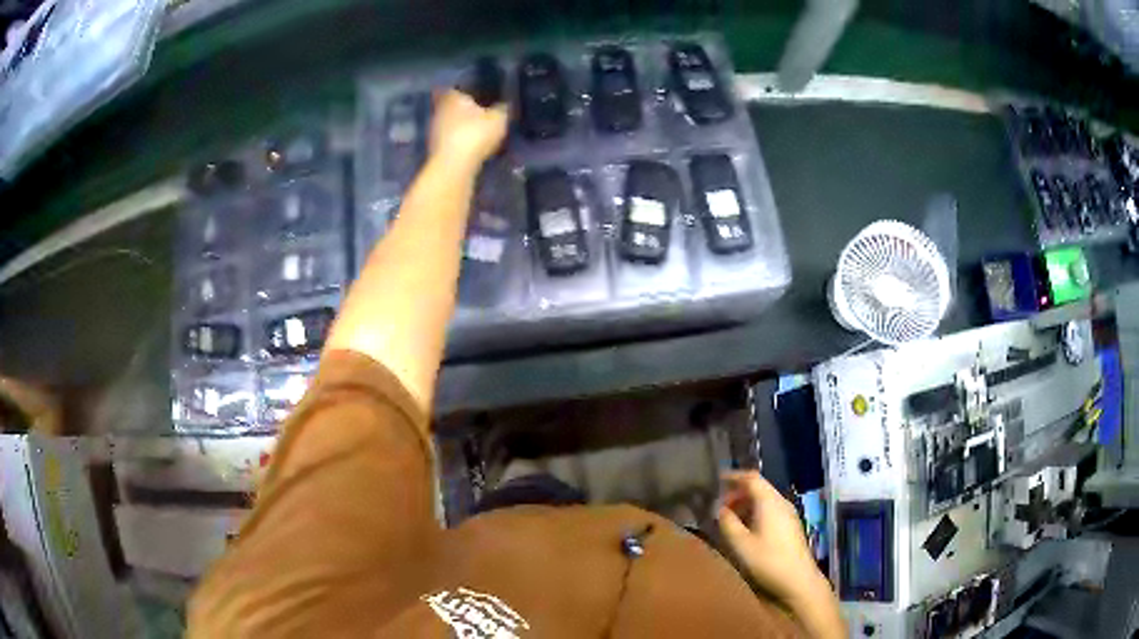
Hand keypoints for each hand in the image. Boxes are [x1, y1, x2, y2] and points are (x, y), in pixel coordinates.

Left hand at [429, 90, 507, 172]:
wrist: (453, 167)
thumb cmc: (475, 134)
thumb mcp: (499, 118)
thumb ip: (503, 108)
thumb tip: (505, 104)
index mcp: (452, 96)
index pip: (459, 87)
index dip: (470, 89)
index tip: (481, 93)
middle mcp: (439, 109)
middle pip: (454, 105)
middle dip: (466, 109)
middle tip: (483, 113)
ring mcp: (434, 130)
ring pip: (451, 123)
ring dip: (462, 127)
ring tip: (480, 131)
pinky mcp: (435, 149)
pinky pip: (451, 140)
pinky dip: (460, 142)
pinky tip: (472, 147)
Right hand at [718, 472, 826, 605]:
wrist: (798, 580)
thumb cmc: (768, 560)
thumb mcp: (740, 544)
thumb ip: (728, 523)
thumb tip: (720, 509)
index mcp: (769, 502)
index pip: (751, 478)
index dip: (734, 476)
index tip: (717, 479)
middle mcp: (781, 502)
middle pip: (759, 488)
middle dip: (738, 493)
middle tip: (720, 506)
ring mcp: (789, 514)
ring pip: (765, 500)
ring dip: (746, 504)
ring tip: (730, 519)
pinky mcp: (791, 526)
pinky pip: (770, 510)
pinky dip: (755, 512)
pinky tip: (746, 530)